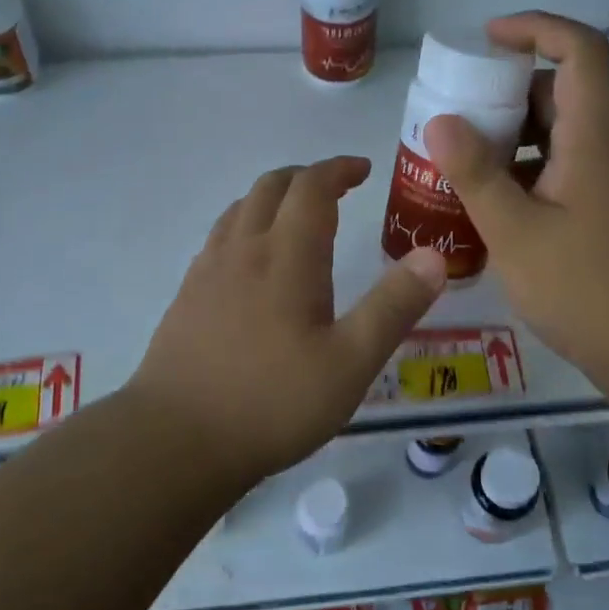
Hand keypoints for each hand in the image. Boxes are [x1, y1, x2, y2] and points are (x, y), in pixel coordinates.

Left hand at [130, 157, 447, 479]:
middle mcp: (244, 248)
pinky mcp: (187, 295)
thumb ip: (394, 306)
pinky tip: (253, 260)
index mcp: (287, 255)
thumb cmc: (273, 401)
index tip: (362, 170)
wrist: (175, 440)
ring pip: (241, 208)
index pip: (312, 186)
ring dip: (273, 197)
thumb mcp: (351, 362)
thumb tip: (433, 256)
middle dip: (307, 177)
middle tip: (337, 189)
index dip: (338, 169)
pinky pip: (220, 236)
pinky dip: (246, 224)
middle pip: (272, 187)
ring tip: (297, 216)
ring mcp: (208, 270)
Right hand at [424, 12, 608, 399]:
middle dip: (507, 89)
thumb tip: (440, 120)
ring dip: (513, 134)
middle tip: (456, 110)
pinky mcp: (608, 210)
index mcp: (594, 137)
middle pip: (563, 90)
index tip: (487, 39)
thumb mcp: (516, 233)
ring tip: (461, 158)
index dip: (536, 28)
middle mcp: (608, 148)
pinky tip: (490, 203)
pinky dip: (526, 169)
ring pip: (560, 133)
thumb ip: (476, 174)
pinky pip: (563, 168)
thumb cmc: (589, 289)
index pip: (580, 50)